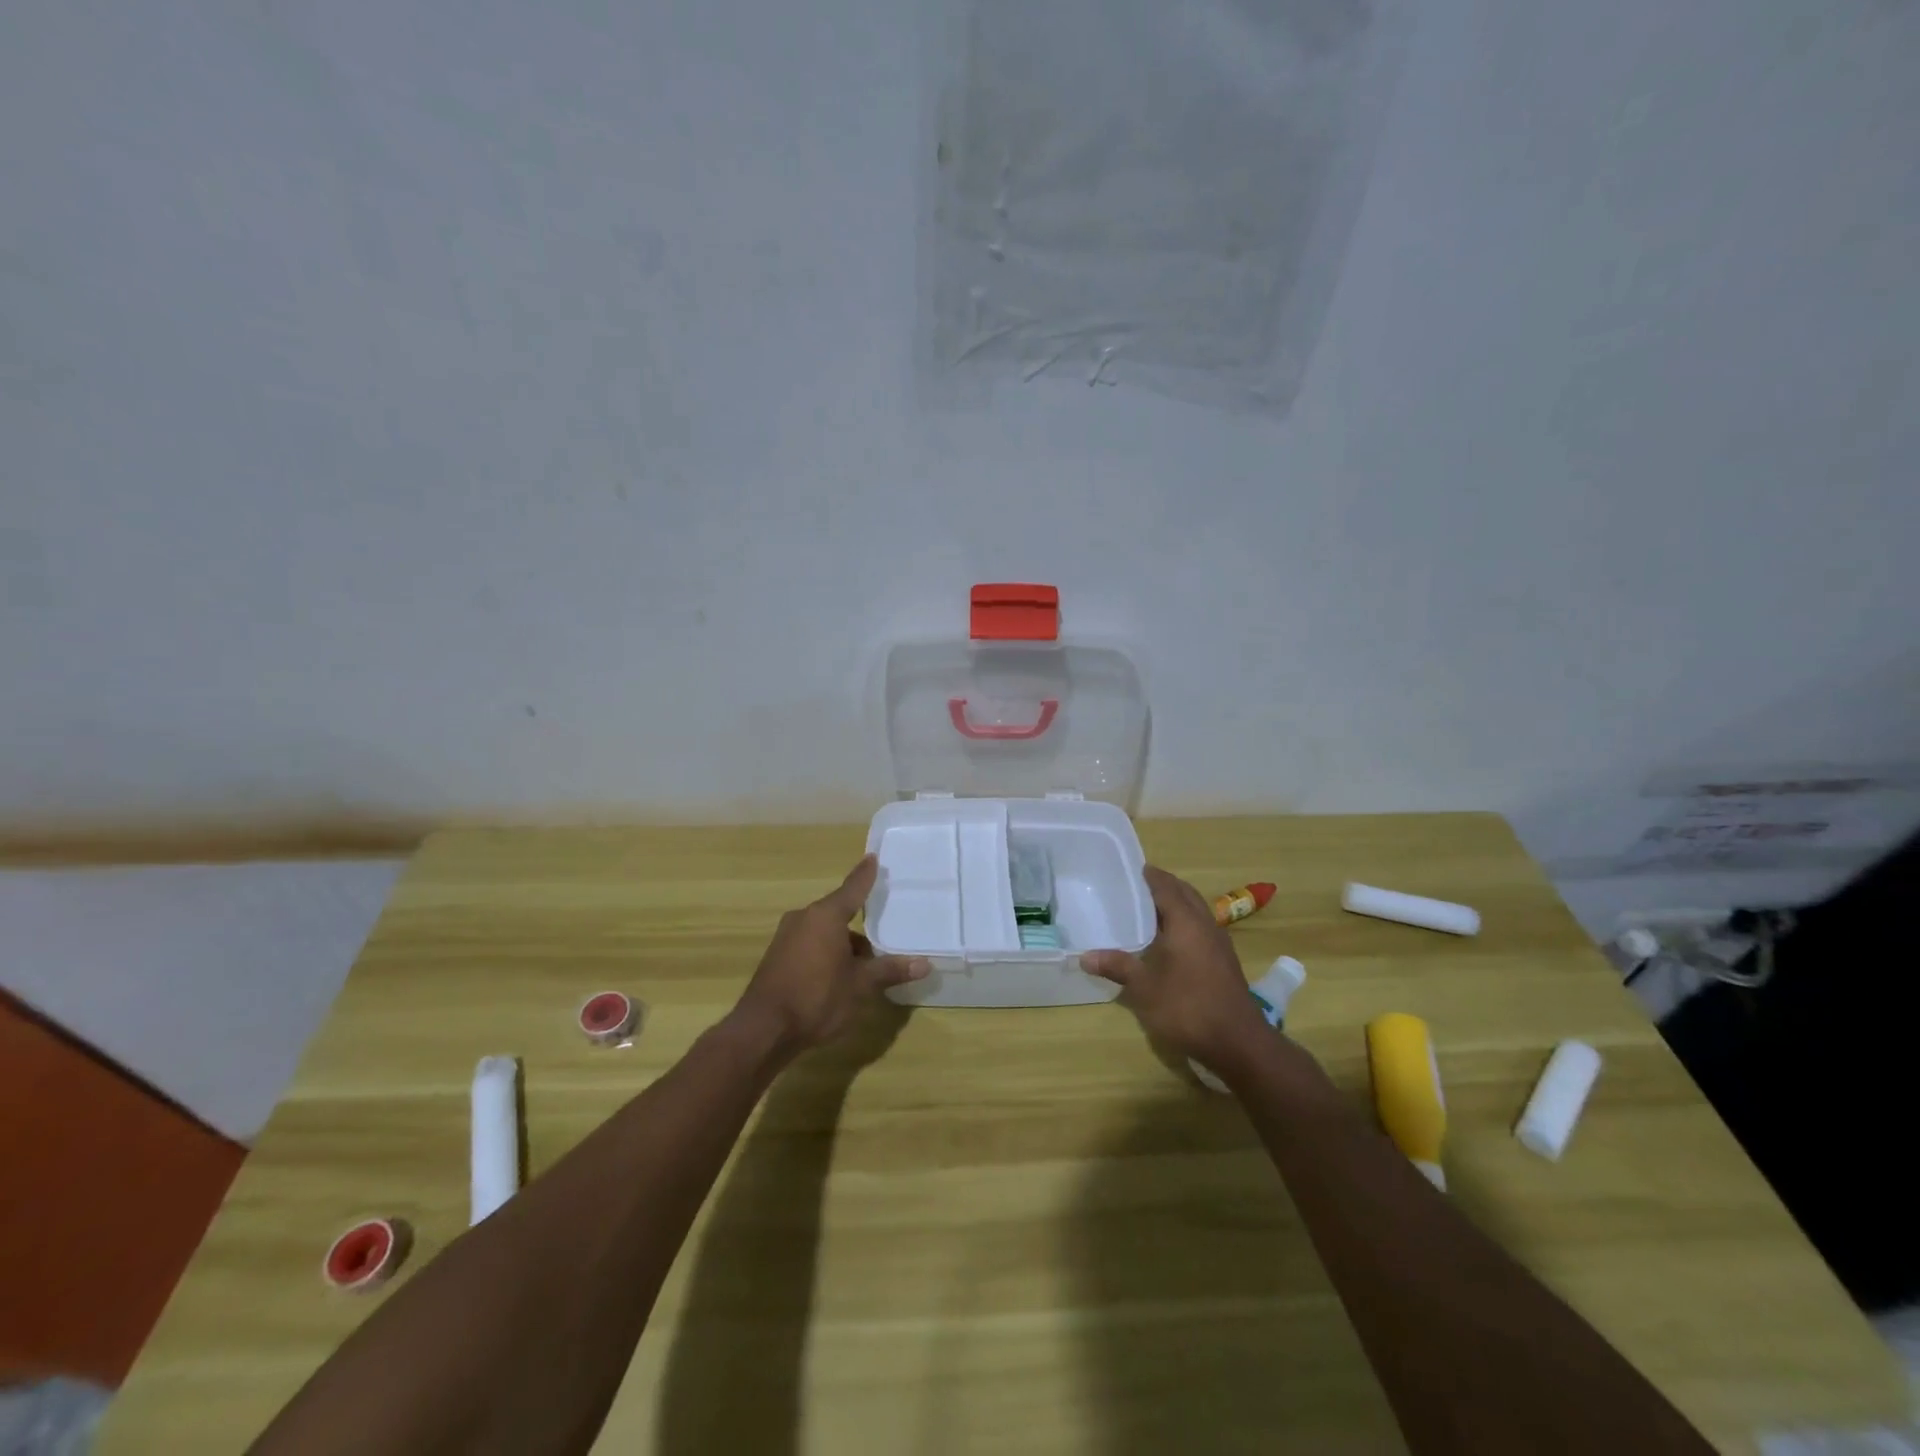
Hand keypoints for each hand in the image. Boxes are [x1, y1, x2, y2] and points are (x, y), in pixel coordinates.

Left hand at [730, 855, 928, 1057]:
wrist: (763, 1030)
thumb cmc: (816, 998)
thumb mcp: (860, 986)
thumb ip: (890, 970)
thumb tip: (924, 964)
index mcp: (825, 916)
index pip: (852, 888)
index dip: (865, 875)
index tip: (873, 858)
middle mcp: (804, 918)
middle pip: (839, 913)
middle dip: (860, 929)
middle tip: (882, 941)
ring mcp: (786, 937)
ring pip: (824, 932)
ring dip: (843, 945)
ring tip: (863, 970)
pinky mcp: (777, 957)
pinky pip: (810, 945)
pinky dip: (826, 954)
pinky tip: (837, 979)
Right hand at [1082, 866, 1271, 1074]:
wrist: (1238, 1043)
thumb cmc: (1187, 1008)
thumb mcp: (1144, 988)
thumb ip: (1117, 967)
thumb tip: (1085, 956)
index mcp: (1186, 922)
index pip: (1167, 887)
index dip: (1151, 876)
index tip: (1133, 868)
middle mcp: (1205, 925)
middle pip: (1185, 894)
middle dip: (1165, 886)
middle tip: (1138, 885)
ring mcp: (1219, 943)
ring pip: (1197, 910)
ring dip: (1177, 903)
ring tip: (1151, 909)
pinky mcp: (1224, 961)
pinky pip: (1202, 927)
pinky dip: (1185, 922)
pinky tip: (1170, 939)